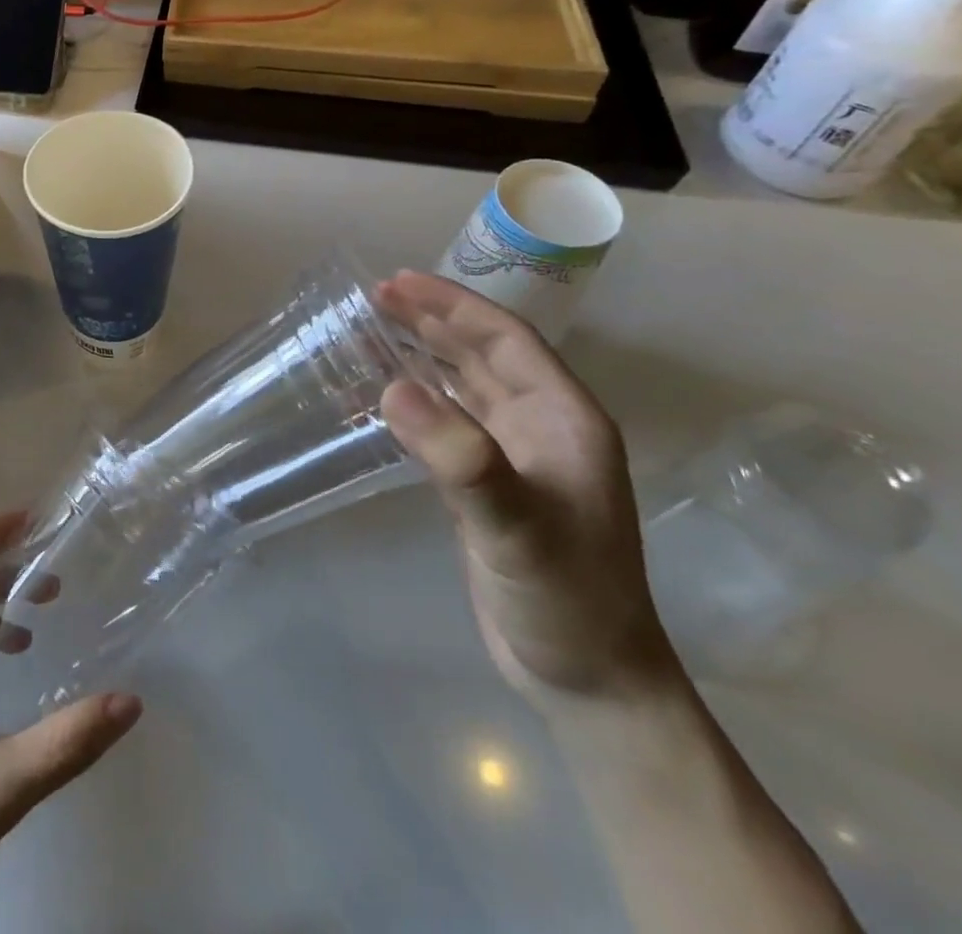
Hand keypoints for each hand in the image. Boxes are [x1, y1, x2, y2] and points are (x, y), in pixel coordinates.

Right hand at [378, 272, 679, 706]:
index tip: (397, 283)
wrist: (588, 679)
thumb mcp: (515, 527)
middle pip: (482, 353)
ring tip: (373, 330)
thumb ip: (460, 457)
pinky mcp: (489, 484)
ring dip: (423, 353)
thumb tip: (391, 386)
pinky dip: (416, 397)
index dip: (452, 305)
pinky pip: (449, 420)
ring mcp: (516, 456)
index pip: (505, 339)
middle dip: (432, 320)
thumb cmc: (565, 597)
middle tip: (375, 296)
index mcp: (564, 418)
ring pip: (464, 384)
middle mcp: (542, 426)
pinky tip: (384, 394)